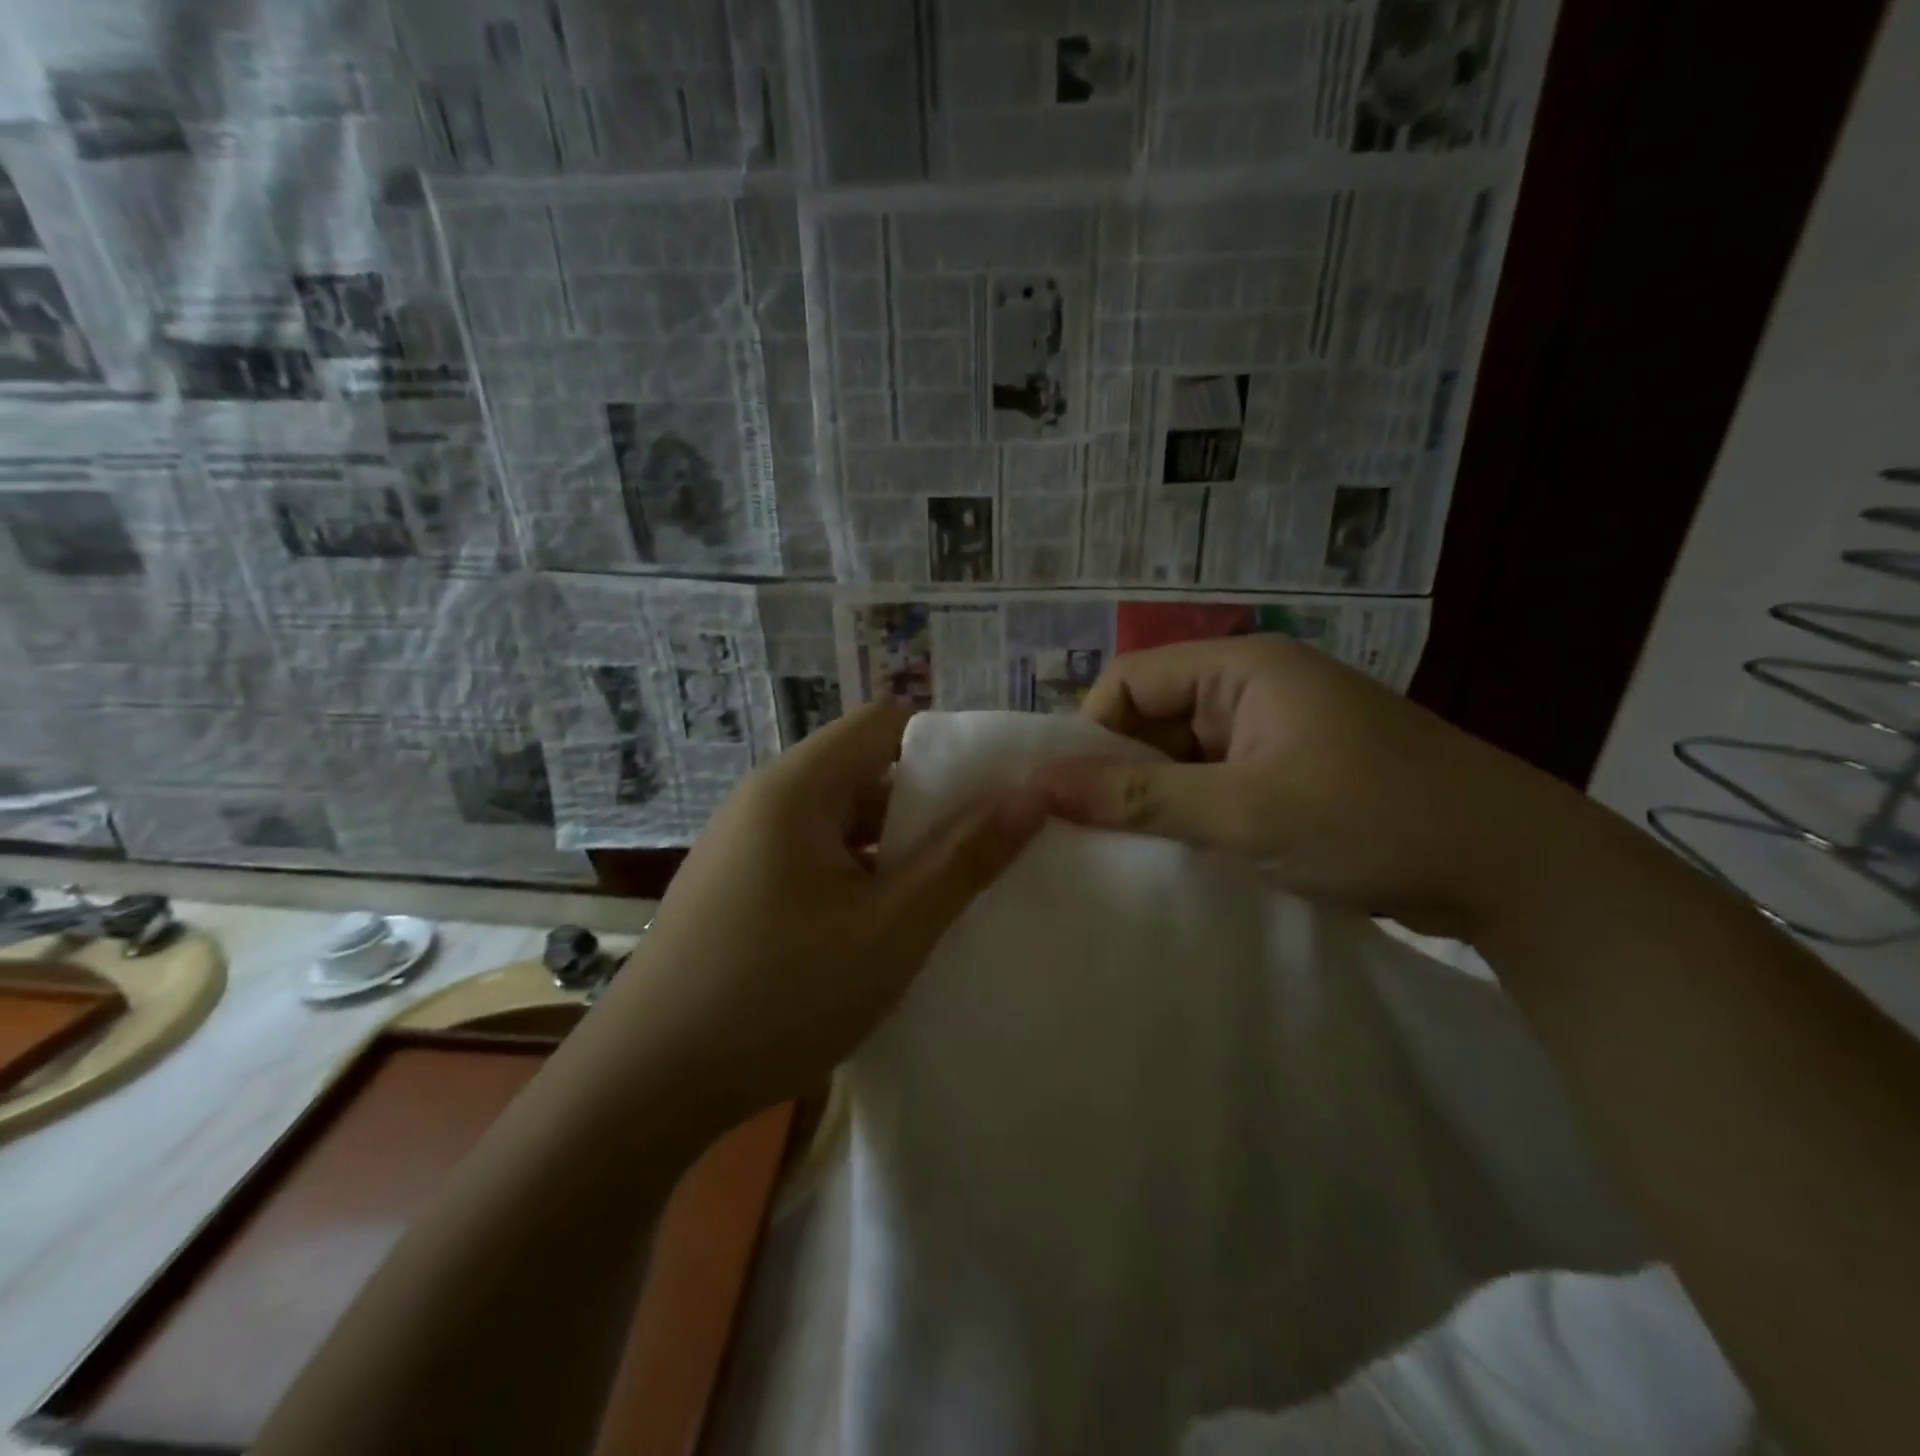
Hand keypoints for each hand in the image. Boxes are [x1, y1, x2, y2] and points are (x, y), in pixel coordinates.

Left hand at [596, 700, 1046, 1131]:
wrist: (642, 1088)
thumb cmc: (778, 994)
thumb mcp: (891, 928)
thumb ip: (964, 858)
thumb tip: (1031, 796)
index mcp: (797, 785)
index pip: (885, 722)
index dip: (946, 747)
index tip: (991, 794)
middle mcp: (763, 799)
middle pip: (862, 769)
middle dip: (924, 805)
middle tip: (978, 853)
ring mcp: (741, 845)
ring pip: (837, 820)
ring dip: (889, 848)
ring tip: (937, 896)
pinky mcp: (733, 888)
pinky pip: (809, 857)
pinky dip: (852, 876)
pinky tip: (875, 930)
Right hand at [1031, 634, 1591, 937]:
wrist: (1516, 871)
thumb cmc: (1375, 821)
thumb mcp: (1244, 812)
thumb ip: (1138, 797)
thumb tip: (1041, 787)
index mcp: (1242, 668)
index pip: (1130, 681)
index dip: (1091, 733)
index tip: (1071, 797)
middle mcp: (1254, 688)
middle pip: (1154, 717)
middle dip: (1121, 772)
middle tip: (1092, 834)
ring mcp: (1275, 731)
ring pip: (1184, 756)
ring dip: (1156, 799)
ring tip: (1130, 852)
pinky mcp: (1292, 772)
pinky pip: (1217, 782)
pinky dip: (1193, 814)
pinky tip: (1179, 855)